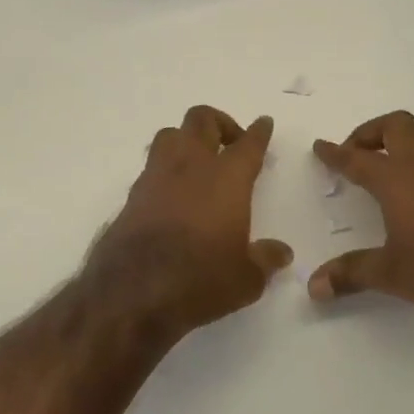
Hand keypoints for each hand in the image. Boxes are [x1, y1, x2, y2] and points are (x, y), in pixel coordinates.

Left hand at [85, 106, 293, 338]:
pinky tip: (173, 194)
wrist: (131, 293)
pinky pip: (152, 167)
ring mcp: (155, 177)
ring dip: (187, 140)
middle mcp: (190, 167)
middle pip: (202, 120)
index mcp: (226, 178)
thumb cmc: (200, 280)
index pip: (248, 144)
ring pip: (170, 135)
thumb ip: (265, 259)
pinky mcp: (132, 196)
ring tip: (199, 163)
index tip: (263, 123)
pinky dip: (166, 170)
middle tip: (231, 144)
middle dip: (220, 123)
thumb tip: (281, 253)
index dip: (259, 132)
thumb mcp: (245, 279)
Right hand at [309, 111, 413, 323]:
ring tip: (388, 165)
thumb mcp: (391, 273)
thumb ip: (351, 274)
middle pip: (396, 126)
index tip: (322, 147)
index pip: (357, 158)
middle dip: (371, 133)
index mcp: (396, 179)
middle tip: (356, 152)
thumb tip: (313, 287)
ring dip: (401, 143)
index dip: (336, 153)